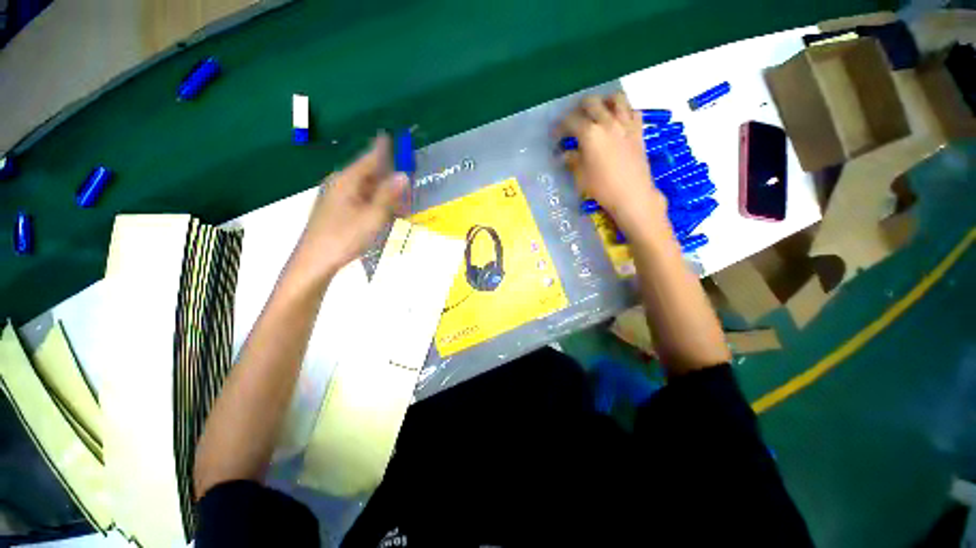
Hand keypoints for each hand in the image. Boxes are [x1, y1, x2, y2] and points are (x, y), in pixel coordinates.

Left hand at [292, 134, 407, 280]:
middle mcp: (341, 184)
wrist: (315, 261)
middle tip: (407, 180)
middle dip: (389, 175)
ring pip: (367, 188)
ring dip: (384, 192)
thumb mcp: (373, 216)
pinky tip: (385, 213)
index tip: (394, 135)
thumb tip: (403, 175)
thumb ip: (388, 195)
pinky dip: (376, 202)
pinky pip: (361, 200)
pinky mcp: (338, 210)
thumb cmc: (345, 237)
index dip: (384, 148)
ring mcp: (338, 197)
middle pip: (369, 173)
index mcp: (348, 180)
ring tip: (401, 202)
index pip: (370, 157)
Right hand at [560, 93, 666, 233]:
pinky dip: (624, 110)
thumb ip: (572, 160)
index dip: (560, 127)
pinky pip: (633, 110)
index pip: (570, 121)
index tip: (556, 135)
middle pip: (591, 102)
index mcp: (590, 134)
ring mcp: (626, 124)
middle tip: (574, 121)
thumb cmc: (602, 188)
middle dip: (579, 109)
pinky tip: (618, 120)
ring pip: (616, 99)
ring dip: (604, 101)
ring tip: (598, 112)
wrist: (632, 195)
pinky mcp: (639, 130)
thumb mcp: (581, 176)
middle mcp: (608, 122)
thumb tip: (565, 154)